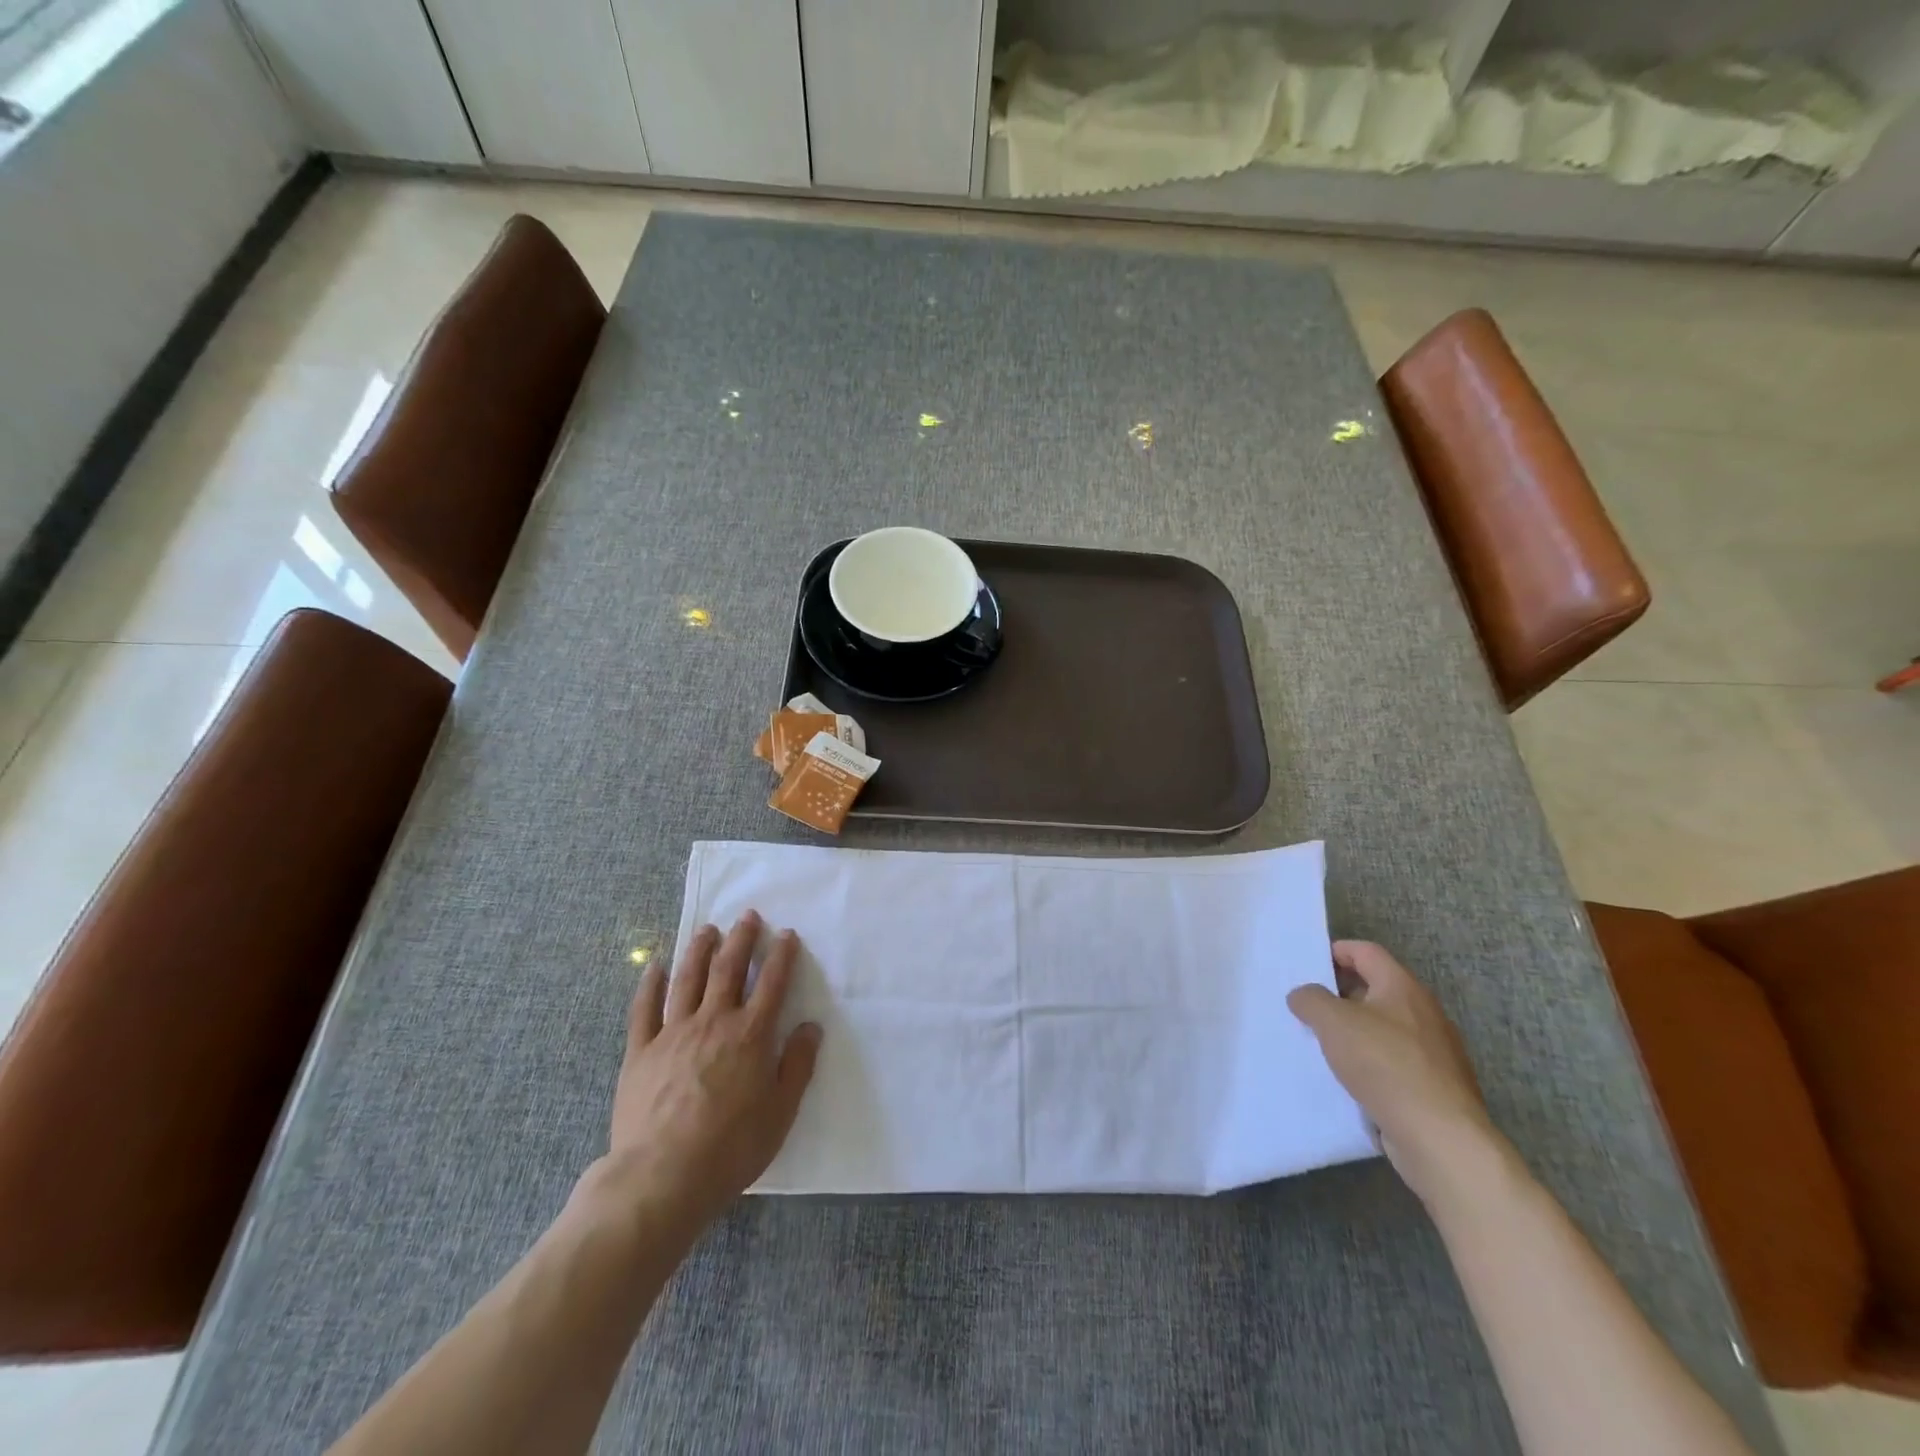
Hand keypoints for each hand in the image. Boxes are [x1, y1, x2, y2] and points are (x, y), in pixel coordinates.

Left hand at [601, 912, 821, 1229]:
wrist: (662, 1176)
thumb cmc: (731, 1147)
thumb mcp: (781, 1111)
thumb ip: (797, 1065)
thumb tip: (811, 1027)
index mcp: (751, 1035)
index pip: (772, 983)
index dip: (782, 956)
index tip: (787, 934)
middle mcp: (714, 1022)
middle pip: (729, 969)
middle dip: (741, 939)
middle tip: (748, 916)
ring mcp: (673, 1033)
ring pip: (688, 979)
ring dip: (699, 950)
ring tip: (707, 929)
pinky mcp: (640, 1051)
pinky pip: (645, 1009)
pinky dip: (650, 984)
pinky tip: (655, 967)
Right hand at [1287, 940, 1503, 1206]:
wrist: (1440, 1137)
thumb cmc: (1385, 1064)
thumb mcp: (1333, 1022)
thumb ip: (1311, 1000)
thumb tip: (1304, 995)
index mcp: (1402, 987)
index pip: (1366, 952)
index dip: (1336, 951)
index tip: (1308, 966)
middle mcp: (1424, 1012)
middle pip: (1376, 988)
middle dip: (1341, 994)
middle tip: (1309, 1006)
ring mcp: (1435, 1051)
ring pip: (1385, 1027)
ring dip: (1355, 1031)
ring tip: (1323, 1044)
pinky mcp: (1436, 1085)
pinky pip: (1395, 1061)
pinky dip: (1371, 1062)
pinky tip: (1350, 1079)